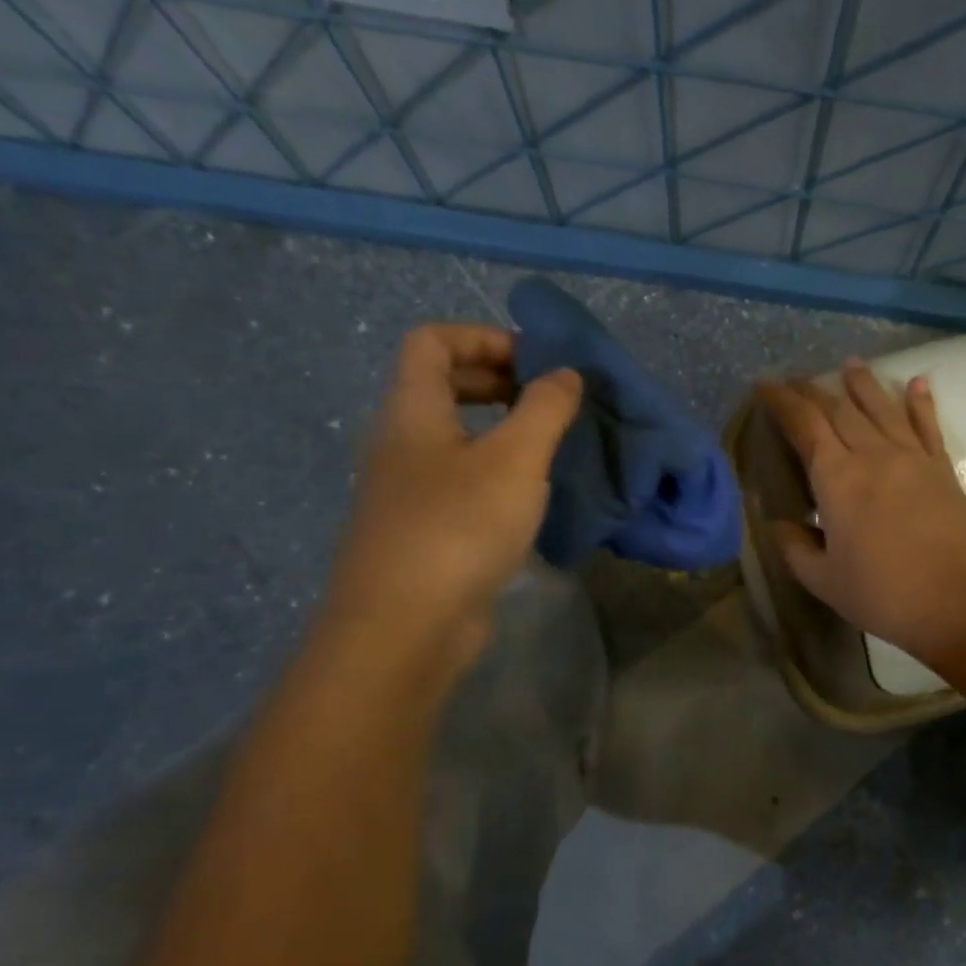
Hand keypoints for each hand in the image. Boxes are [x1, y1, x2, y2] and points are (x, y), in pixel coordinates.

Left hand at [322, 324, 581, 672]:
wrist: (405, 629)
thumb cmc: (459, 528)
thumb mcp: (515, 459)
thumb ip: (544, 408)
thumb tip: (565, 373)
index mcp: (412, 411)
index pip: (431, 341)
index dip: (483, 336)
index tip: (535, 363)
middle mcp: (400, 443)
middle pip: (440, 385)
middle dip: (497, 380)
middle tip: (548, 401)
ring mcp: (407, 491)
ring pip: (453, 437)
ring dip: (500, 430)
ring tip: (549, 447)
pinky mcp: (423, 531)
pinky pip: (459, 480)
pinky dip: (495, 473)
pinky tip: (530, 498)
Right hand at [758, 359, 965, 666]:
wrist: (959, 604)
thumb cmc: (883, 595)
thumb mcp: (824, 580)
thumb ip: (795, 547)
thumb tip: (778, 523)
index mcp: (837, 479)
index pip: (804, 425)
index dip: (782, 401)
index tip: (765, 384)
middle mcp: (873, 455)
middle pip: (839, 409)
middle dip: (814, 390)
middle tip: (796, 378)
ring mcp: (913, 457)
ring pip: (882, 408)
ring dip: (863, 383)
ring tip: (850, 363)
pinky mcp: (942, 469)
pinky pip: (928, 426)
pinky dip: (921, 402)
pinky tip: (918, 382)